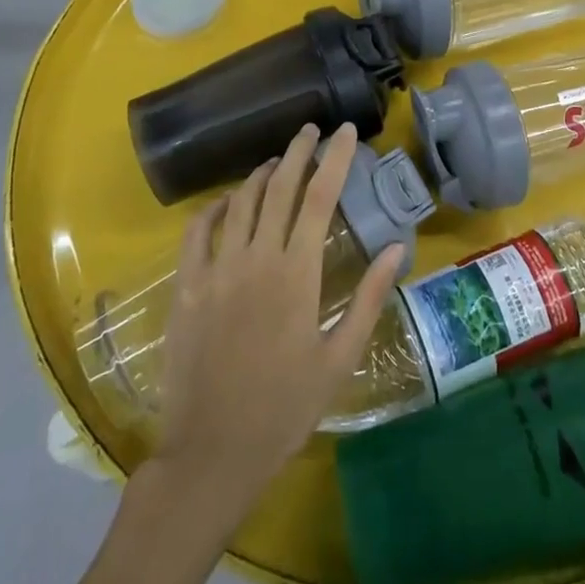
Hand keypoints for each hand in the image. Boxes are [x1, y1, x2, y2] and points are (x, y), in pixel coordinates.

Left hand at [153, 123, 404, 513]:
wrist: (212, 453)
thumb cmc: (285, 407)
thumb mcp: (340, 358)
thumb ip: (368, 298)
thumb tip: (397, 248)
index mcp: (297, 273)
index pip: (320, 196)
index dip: (335, 158)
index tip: (346, 131)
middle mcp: (256, 258)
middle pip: (279, 186)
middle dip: (298, 151)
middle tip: (311, 130)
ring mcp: (217, 270)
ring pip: (241, 201)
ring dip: (261, 173)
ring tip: (277, 161)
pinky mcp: (187, 287)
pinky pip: (198, 230)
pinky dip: (215, 207)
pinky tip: (227, 201)